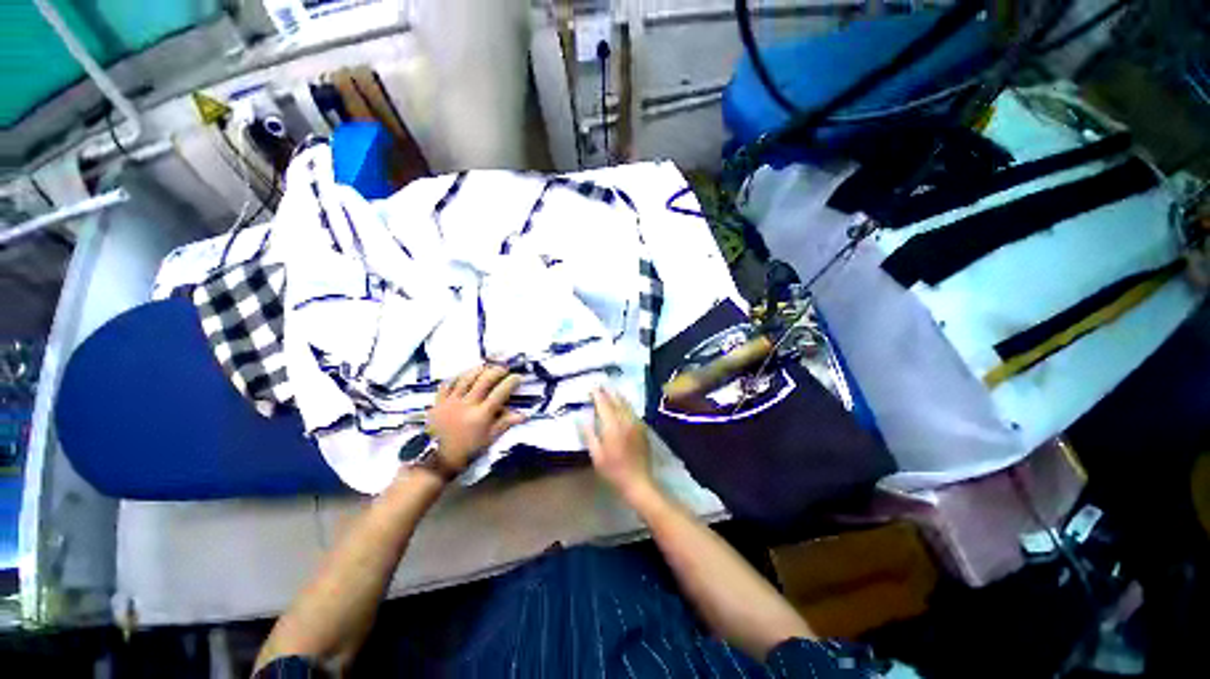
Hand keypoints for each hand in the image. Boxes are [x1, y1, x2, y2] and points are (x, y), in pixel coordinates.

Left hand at [429, 365, 525, 471]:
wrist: (437, 460)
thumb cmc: (467, 451)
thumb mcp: (490, 439)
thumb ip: (505, 423)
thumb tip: (523, 415)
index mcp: (481, 415)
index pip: (500, 392)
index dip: (511, 382)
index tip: (518, 377)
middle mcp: (467, 405)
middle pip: (484, 380)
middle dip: (497, 371)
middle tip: (505, 368)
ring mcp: (450, 402)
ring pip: (466, 378)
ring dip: (479, 370)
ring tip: (487, 366)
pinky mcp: (438, 402)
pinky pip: (447, 384)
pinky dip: (457, 376)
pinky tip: (464, 374)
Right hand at [581, 388, 656, 501]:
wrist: (638, 481)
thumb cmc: (613, 470)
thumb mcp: (596, 455)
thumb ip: (588, 434)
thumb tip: (579, 417)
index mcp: (612, 426)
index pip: (604, 404)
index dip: (597, 394)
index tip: (591, 387)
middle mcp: (625, 420)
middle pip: (616, 400)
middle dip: (607, 391)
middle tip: (600, 384)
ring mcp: (636, 423)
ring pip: (626, 404)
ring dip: (617, 395)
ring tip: (610, 389)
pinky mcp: (642, 428)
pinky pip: (632, 410)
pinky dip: (625, 404)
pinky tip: (622, 404)